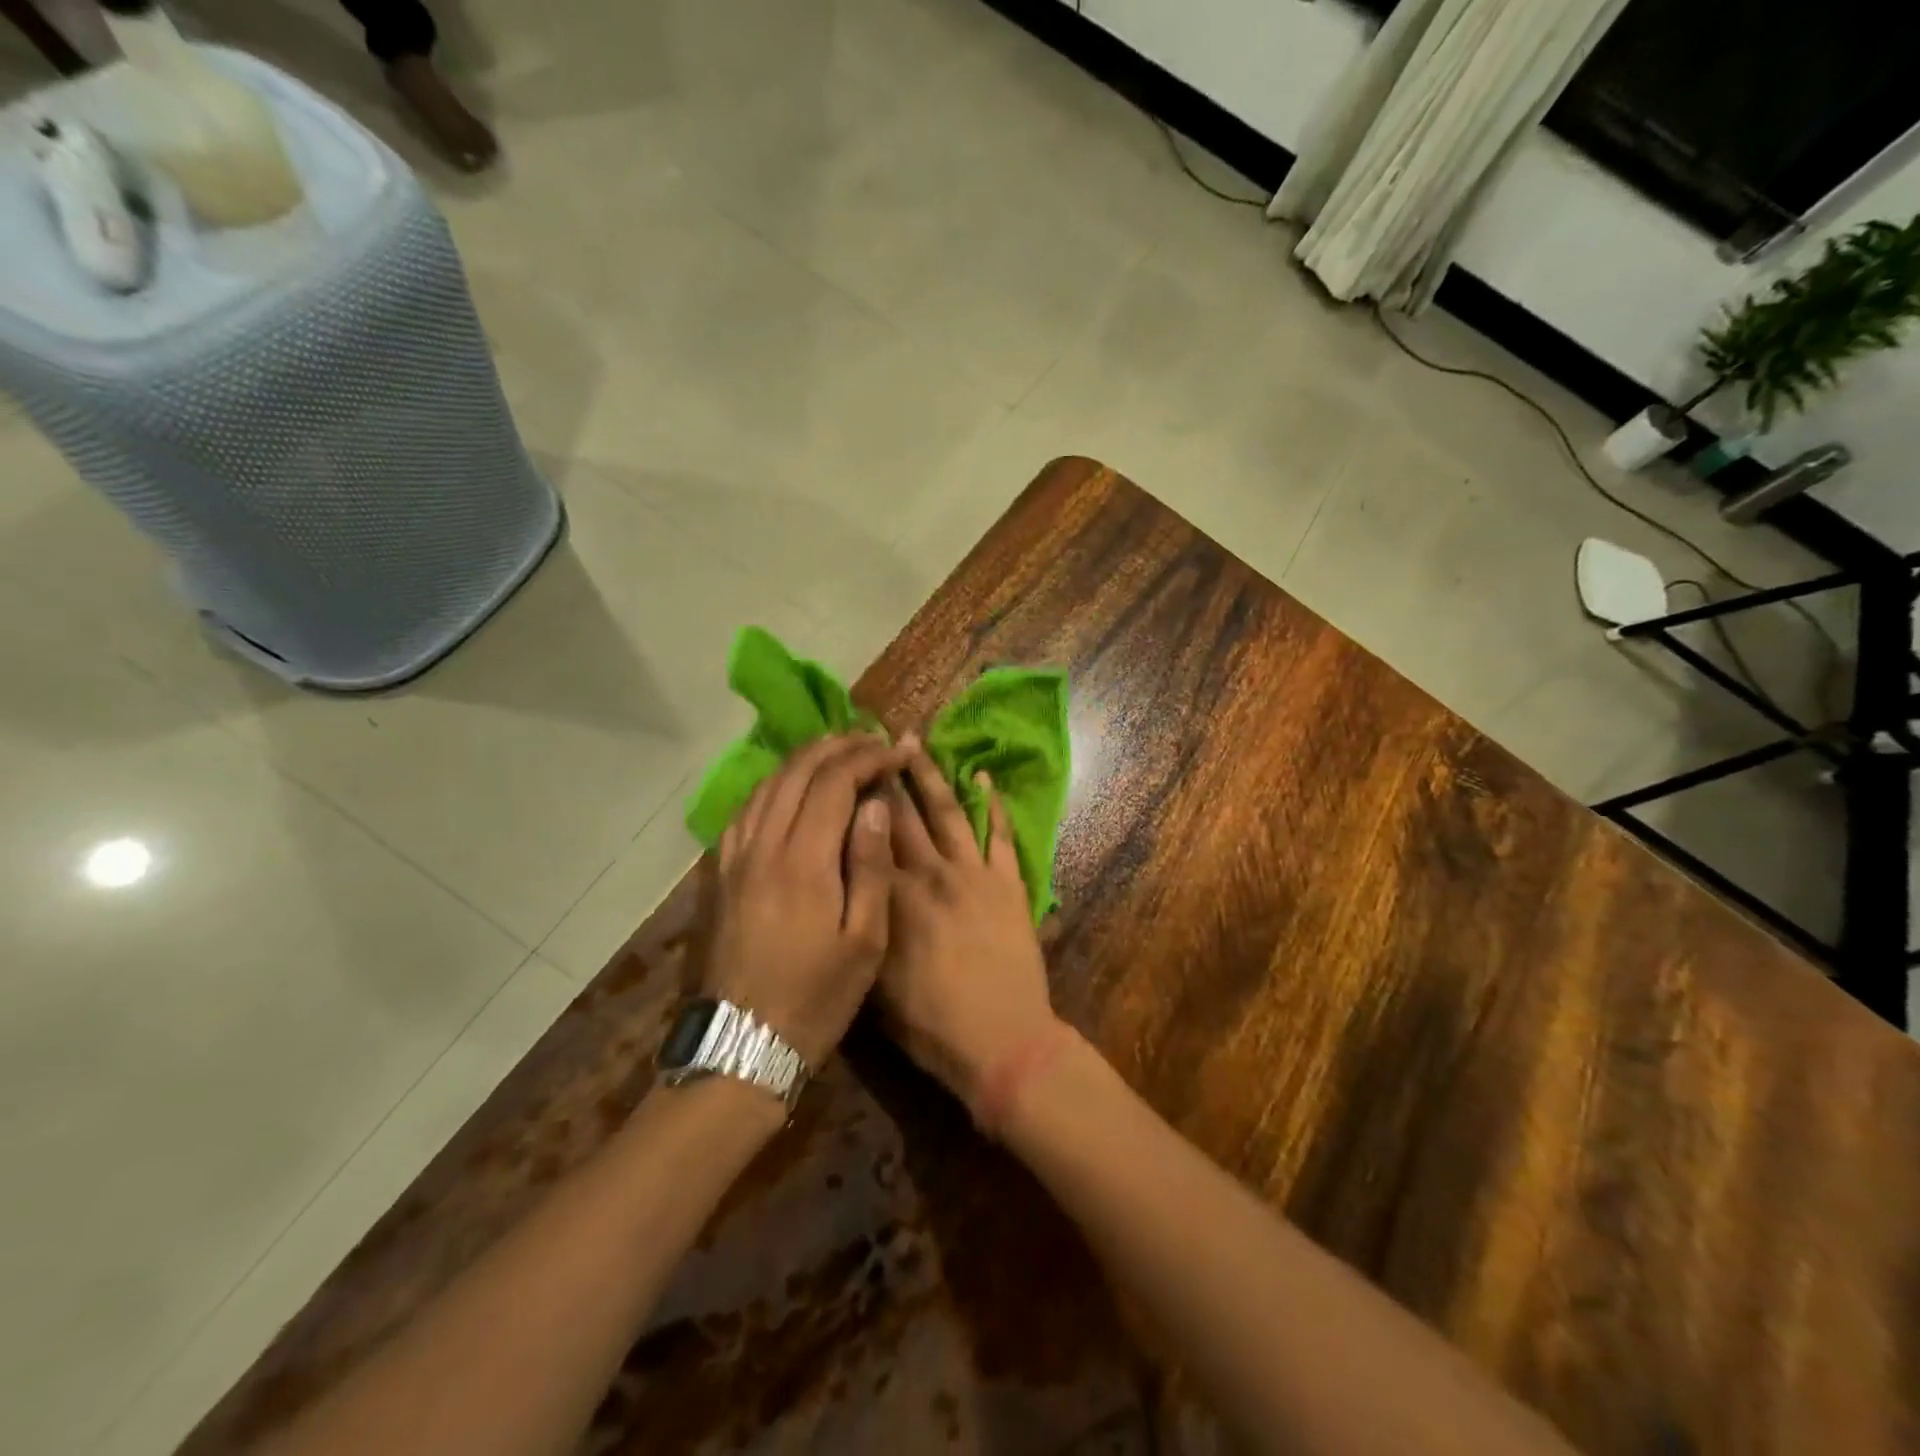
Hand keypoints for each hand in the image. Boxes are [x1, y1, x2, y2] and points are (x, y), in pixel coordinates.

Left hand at [707, 734, 907, 1068]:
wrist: (743, 1044)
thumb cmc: (817, 997)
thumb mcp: (864, 941)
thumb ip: (870, 866)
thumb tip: (875, 804)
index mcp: (804, 861)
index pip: (834, 783)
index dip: (866, 759)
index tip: (895, 755)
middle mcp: (764, 846)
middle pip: (797, 772)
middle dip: (836, 747)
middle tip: (869, 741)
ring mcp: (735, 857)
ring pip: (767, 785)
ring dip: (803, 760)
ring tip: (835, 753)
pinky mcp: (721, 873)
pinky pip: (745, 809)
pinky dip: (772, 784)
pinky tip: (788, 788)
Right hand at [879, 743, 1059, 1108]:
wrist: (1001, 1040)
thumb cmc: (930, 1023)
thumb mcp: (874, 984)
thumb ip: (861, 929)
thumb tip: (846, 891)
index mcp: (893, 898)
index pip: (868, 838)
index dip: (854, 802)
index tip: (843, 770)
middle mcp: (930, 874)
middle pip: (904, 816)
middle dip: (887, 775)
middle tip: (875, 740)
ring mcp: (973, 875)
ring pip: (948, 813)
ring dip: (932, 776)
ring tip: (917, 743)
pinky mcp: (1008, 884)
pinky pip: (999, 836)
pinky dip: (993, 806)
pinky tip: (984, 779)